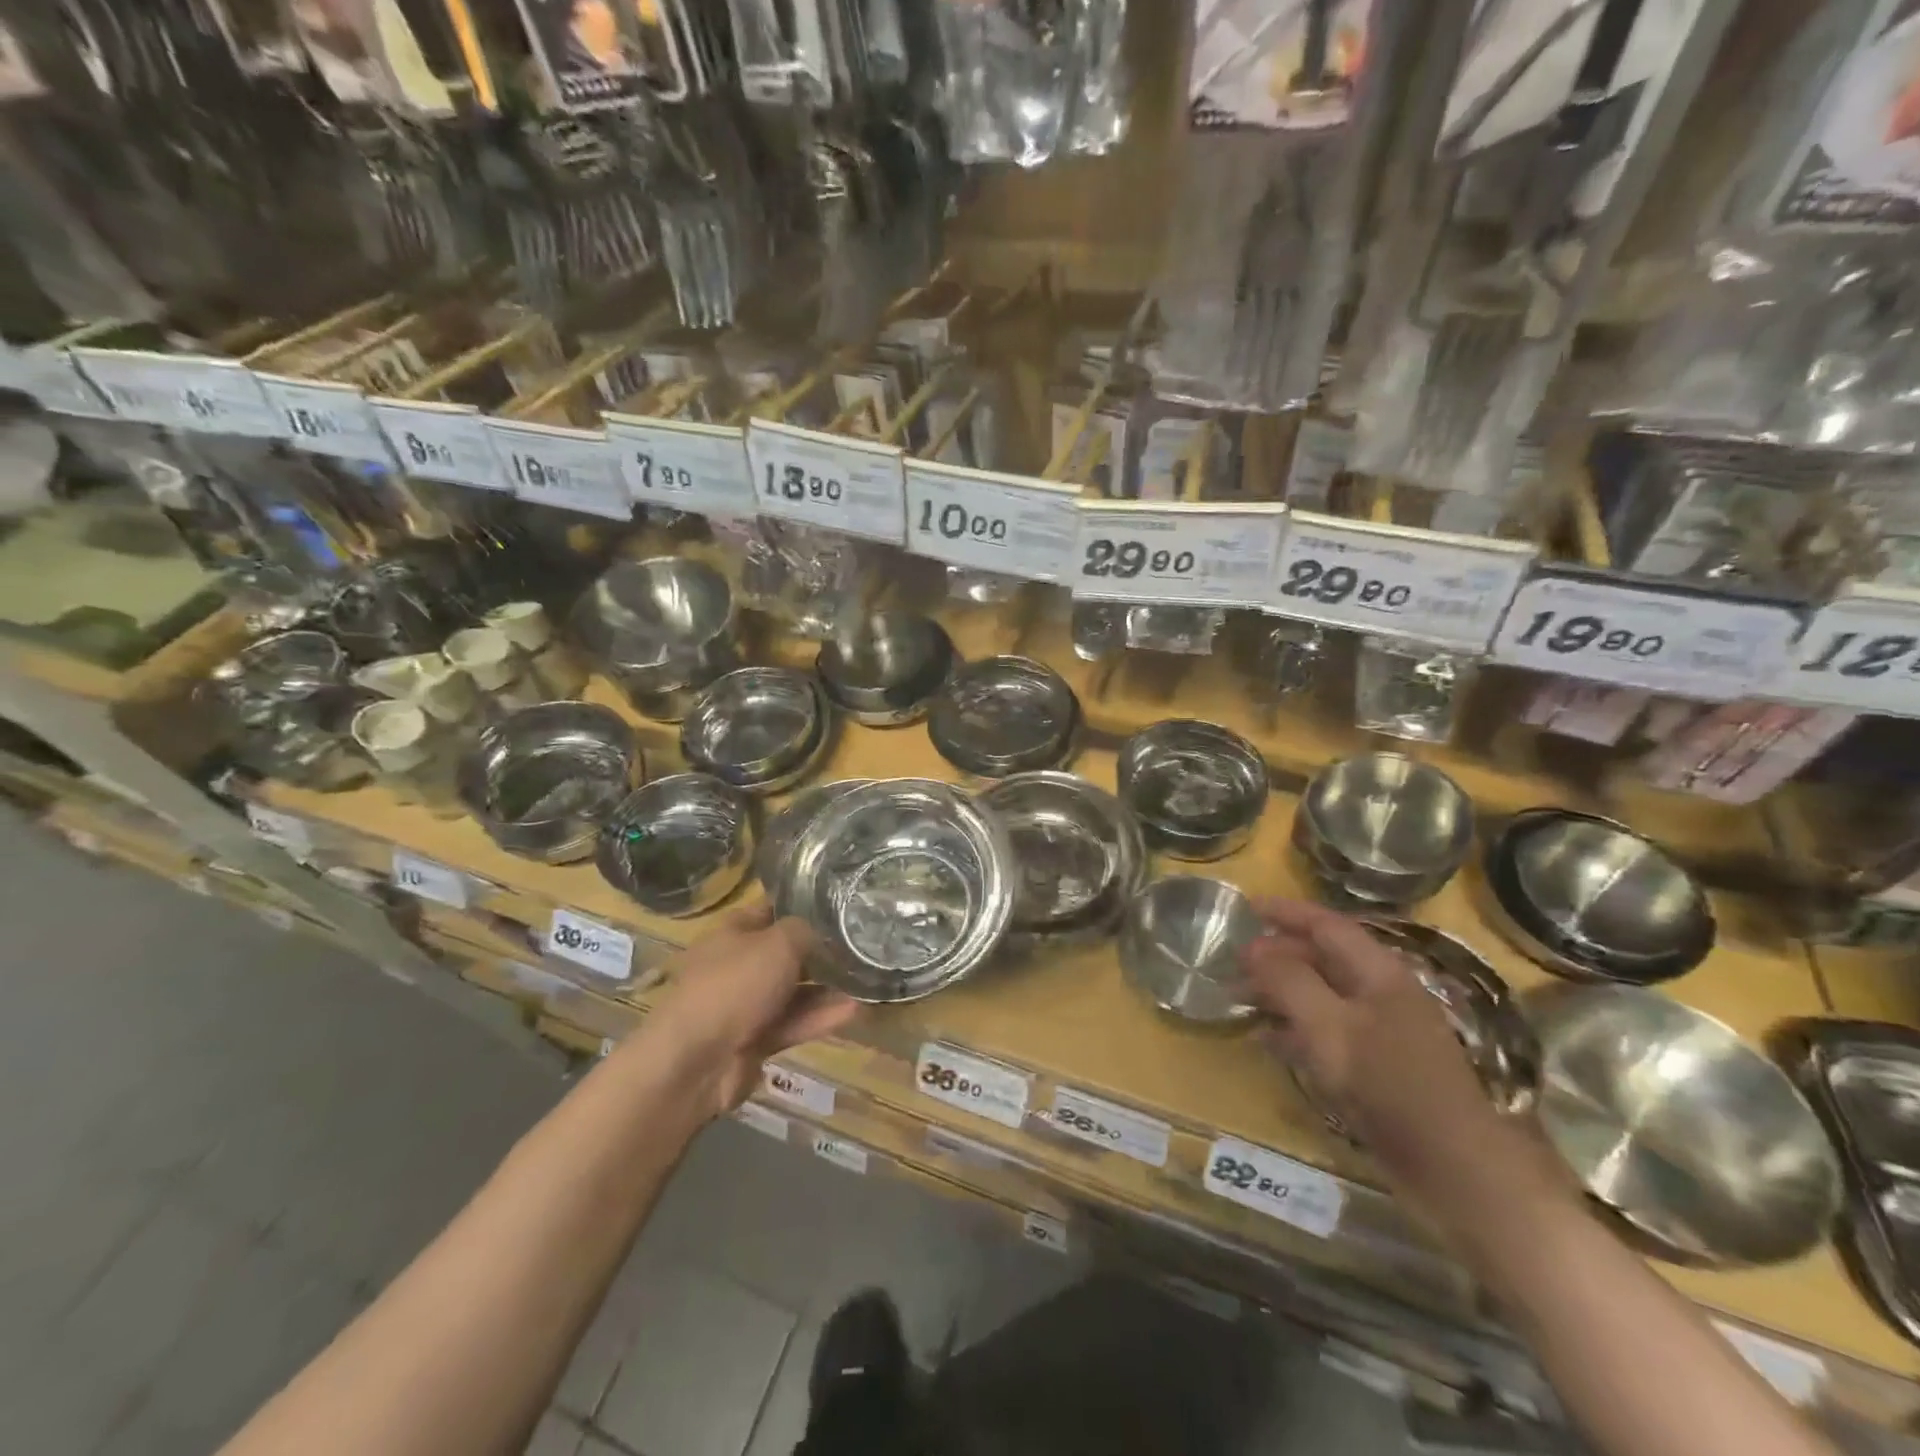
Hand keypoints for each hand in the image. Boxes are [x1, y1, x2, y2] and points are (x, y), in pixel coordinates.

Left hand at [639, 902, 857, 1118]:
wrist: (695, 1062)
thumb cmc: (734, 985)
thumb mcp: (778, 943)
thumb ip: (806, 932)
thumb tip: (823, 933)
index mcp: (732, 933)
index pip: (771, 910)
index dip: (803, 905)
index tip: (840, 903)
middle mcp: (737, 965)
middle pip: (784, 953)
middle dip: (820, 951)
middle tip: (861, 944)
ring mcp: (745, 1005)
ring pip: (793, 991)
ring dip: (827, 988)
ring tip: (867, 981)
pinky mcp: (755, 1040)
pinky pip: (793, 1022)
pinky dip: (820, 1017)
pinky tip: (855, 1011)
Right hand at [1239, 898, 1544, 1213]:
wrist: (1455, 1168)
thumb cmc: (1390, 1083)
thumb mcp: (1329, 1025)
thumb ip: (1288, 981)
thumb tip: (1254, 948)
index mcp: (1379, 973)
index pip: (1328, 926)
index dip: (1288, 912)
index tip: (1248, 907)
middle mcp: (1381, 994)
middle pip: (1322, 959)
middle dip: (1277, 955)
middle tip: (1233, 961)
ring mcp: (1380, 1033)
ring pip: (1320, 997)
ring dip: (1280, 992)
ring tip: (1239, 998)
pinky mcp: (1376, 1069)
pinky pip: (1325, 1034)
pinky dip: (1293, 1029)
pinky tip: (1266, 1040)